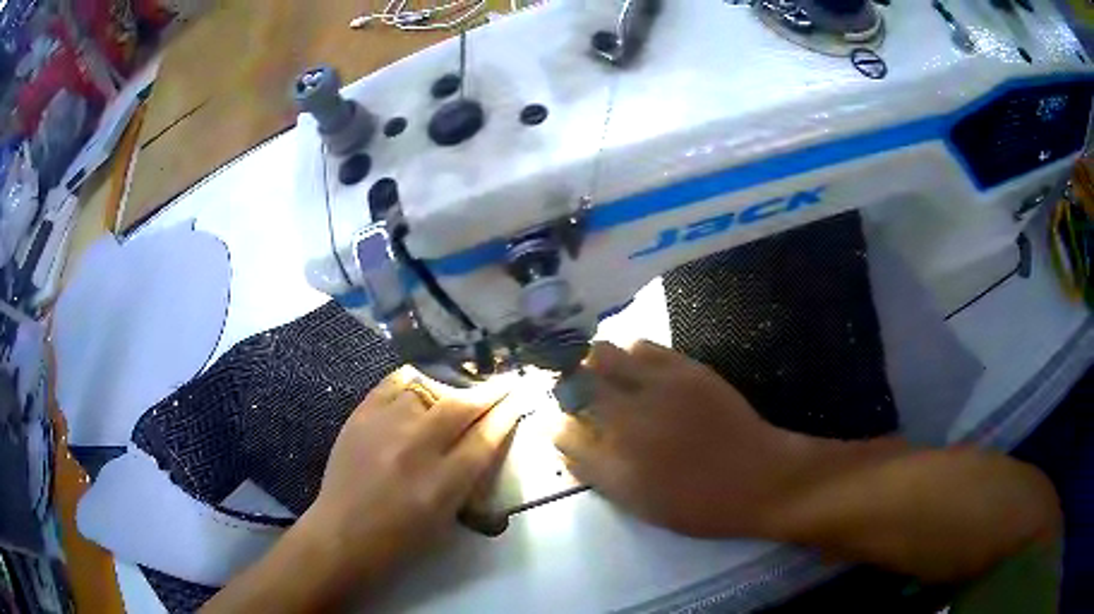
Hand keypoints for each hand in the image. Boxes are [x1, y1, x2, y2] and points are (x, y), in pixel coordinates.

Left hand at [304, 367, 517, 576]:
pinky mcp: (360, 417)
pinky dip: (413, 382)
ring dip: (451, 389)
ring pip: (427, 390)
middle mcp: (415, 449)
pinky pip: (392, 384)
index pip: (485, 438)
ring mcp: (383, 428)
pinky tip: (421, 388)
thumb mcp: (446, 518)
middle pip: (460, 407)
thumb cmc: (401, 540)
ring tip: (459, 392)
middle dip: (489, 392)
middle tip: (504, 383)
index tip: (520, 398)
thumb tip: (484, 440)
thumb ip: (468, 478)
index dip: (507, 414)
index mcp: (442, 484)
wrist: (343, 535)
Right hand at [554, 341, 808, 537]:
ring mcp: (656, 387)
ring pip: (603, 354)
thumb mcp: (640, 504)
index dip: (558, 425)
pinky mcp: (685, 368)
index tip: (566, 425)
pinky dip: (632, 354)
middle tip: (581, 394)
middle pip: (576, 382)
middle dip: (570, 386)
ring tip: (608, 376)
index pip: (563, 430)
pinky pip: (643, 345)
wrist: (757, 479)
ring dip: (597, 364)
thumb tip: (567, 449)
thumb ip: (598, 475)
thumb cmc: (698, 503)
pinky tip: (640, 368)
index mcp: (615, 460)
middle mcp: (627, 417)